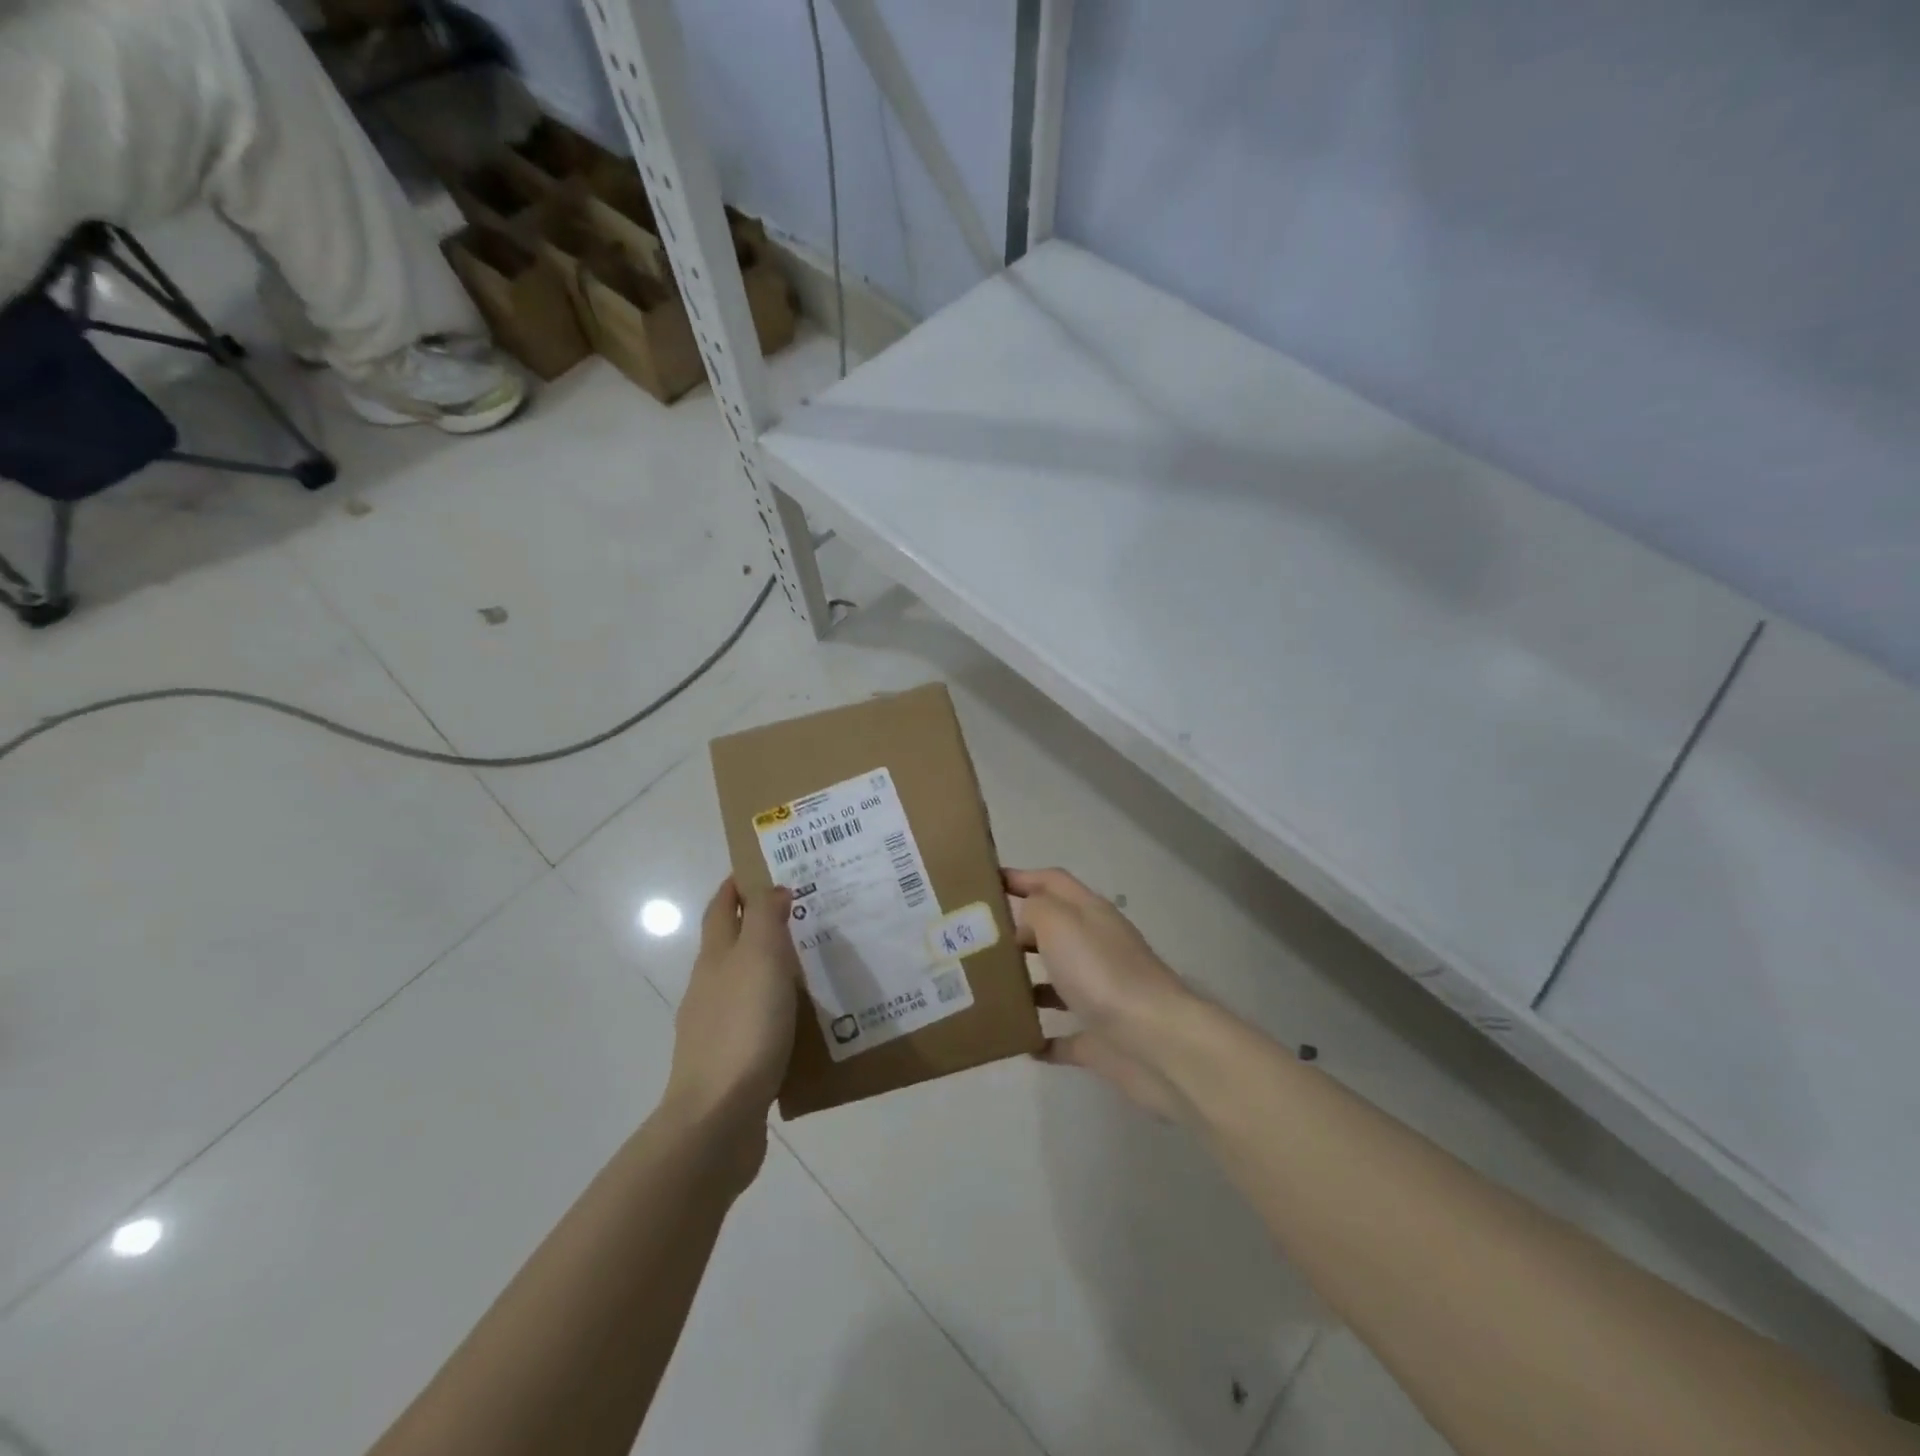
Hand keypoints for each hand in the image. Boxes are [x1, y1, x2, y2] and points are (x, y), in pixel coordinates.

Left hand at [662, 879, 800, 1160]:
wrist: (717, 1119)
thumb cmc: (743, 1028)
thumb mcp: (759, 959)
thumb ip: (764, 918)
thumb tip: (771, 888)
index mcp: (716, 958)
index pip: (721, 908)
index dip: (736, 885)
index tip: (764, 867)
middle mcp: (710, 987)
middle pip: (731, 943)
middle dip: (758, 922)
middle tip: (803, 911)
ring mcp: (717, 1027)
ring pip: (745, 983)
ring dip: (771, 967)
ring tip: (812, 963)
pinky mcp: (732, 1062)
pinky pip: (757, 1022)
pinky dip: (776, 1009)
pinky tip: (802, 1020)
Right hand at [1005, 867, 1195, 1118]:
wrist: (1155, 1042)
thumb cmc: (1101, 972)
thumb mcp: (1059, 923)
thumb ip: (1035, 909)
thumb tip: (1024, 919)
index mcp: (1090, 914)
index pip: (1052, 882)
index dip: (1021, 877)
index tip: (985, 882)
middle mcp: (1097, 948)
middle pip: (1054, 931)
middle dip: (1017, 932)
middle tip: (976, 942)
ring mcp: (1101, 994)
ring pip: (1058, 982)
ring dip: (1027, 984)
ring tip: (988, 989)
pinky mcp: (1101, 1038)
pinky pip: (1066, 1036)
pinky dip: (1043, 1037)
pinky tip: (1018, 1040)